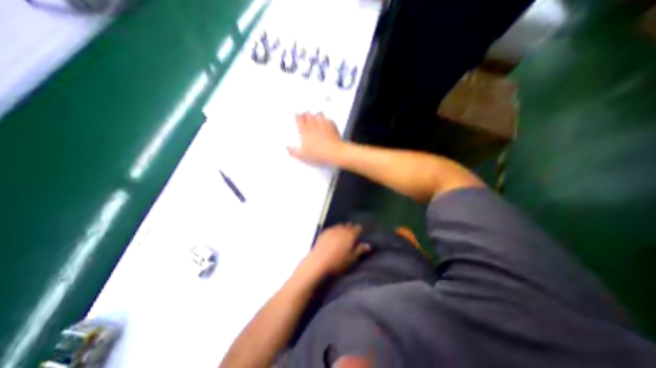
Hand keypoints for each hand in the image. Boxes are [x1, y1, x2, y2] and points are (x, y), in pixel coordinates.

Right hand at [288, 111, 344, 163]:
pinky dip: (327, 120)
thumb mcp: (303, 155)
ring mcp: (324, 124)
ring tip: (316, 117)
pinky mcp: (332, 126)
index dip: (298, 116)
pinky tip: (327, 122)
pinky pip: (329, 119)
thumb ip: (294, 151)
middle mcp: (314, 125)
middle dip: (306, 114)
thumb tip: (287, 148)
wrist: (334, 152)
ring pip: (319, 114)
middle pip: (308, 114)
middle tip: (305, 115)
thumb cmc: (318, 153)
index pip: (299, 119)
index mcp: (305, 130)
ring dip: (317, 115)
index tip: (297, 115)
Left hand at [301, 223, 367, 276]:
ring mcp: (332, 229)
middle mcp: (342, 229)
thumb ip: (360, 250)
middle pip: (348, 225)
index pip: (358, 228)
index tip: (359, 235)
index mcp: (350, 235)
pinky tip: (333, 237)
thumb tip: (368, 245)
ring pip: (340, 226)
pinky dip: (334, 231)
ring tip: (342, 236)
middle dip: (351, 229)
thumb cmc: (338, 262)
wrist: (318, 262)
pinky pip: (332, 228)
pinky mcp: (324, 232)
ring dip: (342, 229)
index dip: (359, 231)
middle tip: (351, 236)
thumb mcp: (352, 258)